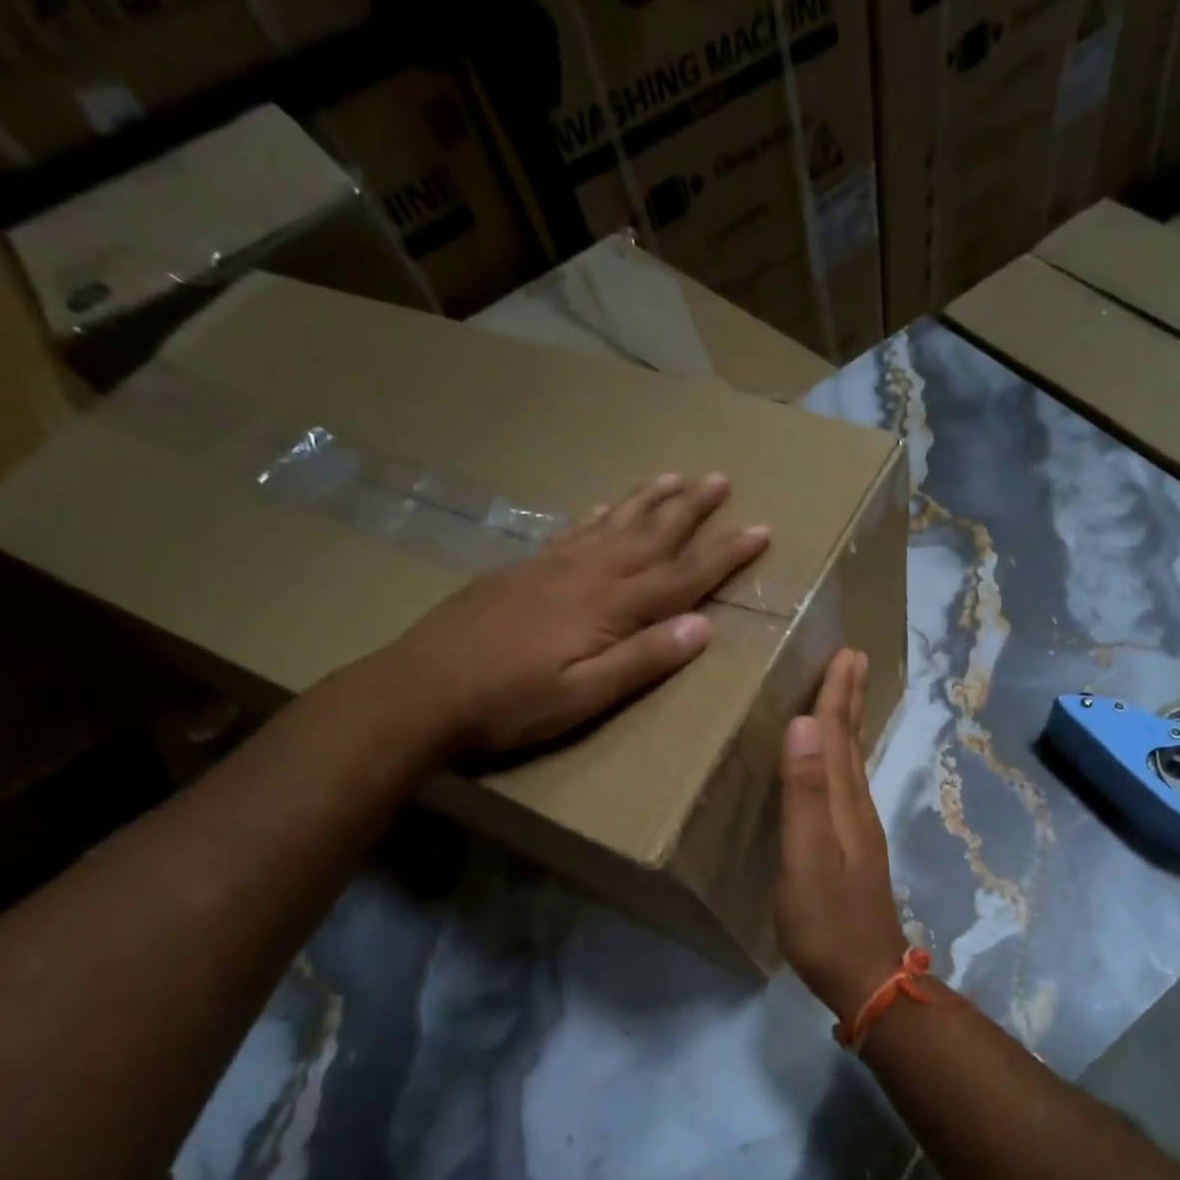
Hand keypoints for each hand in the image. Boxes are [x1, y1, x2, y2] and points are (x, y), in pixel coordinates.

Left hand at [377, 472, 768, 755]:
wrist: (419, 690)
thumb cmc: (509, 703)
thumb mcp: (584, 696)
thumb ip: (644, 660)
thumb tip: (704, 627)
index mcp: (609, 607)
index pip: (683, 575)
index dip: (725, 553)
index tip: (761, 529)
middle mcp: (587, 574)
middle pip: (651, 534)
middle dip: (691, 508)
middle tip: (721, 478)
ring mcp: (552, 566)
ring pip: (613, 523)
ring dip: (648, 500)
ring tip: (675, 476)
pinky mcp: (523, 569)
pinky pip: (572, 531)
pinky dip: (597, 515)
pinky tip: (604, 506)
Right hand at [775, 648, 908, 1020]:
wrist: (866, 976)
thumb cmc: (826, 920)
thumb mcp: (807, 856)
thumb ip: (804, 792)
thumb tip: (802, 724)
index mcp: (844, 802)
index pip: (837, 735)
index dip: (837, 693)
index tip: (845, 652)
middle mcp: (856, 807)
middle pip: (852, 742)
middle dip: (849, 698)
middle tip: (853, 658)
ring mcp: (858, 829)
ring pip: (852, 761)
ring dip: (847, 724)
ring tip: (844, 695)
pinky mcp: (853, 848)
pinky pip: (847, 784)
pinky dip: (842, 757)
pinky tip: (836, 764)